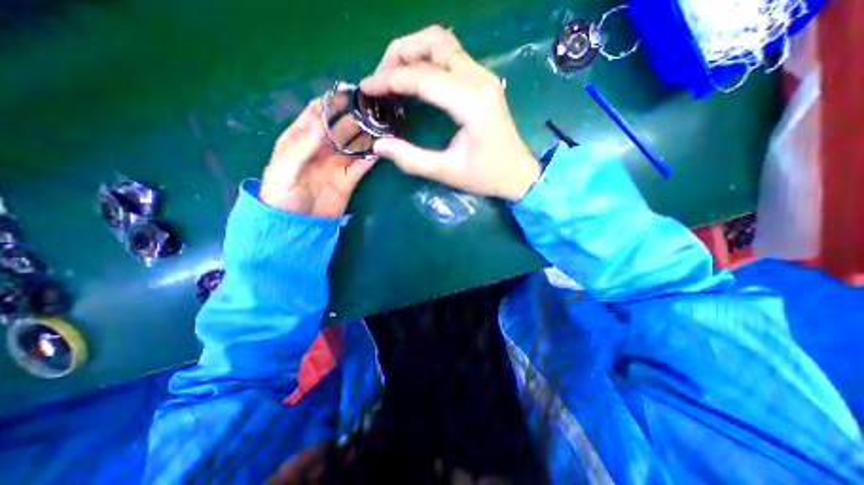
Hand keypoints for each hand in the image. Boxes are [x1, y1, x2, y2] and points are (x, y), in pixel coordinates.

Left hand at [257, 97, 377, 215]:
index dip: (331, 102)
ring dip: (367, 136)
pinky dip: (372, 157)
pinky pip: (362, 165)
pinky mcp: (349, 179)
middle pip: (341, 127)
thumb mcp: (284, 167)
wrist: (297, 226)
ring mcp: (337, 164)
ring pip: (354, 145)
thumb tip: (322, 118)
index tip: (349, 92)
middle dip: (355, 118)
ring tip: (382, 127)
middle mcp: (321, 148)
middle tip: (374, 111)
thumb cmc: (282, 195)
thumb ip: (302, 144)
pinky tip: (382, 149)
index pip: (317, 114)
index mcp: (300, 140)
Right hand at [359, 26, 537, 200]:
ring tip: (393, 74)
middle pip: (433, 43)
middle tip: (380, 78)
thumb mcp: (446, 172)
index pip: (422, 77)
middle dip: (399, 54)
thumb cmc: (486, 176)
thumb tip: (378, 146)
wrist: (519, 174)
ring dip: (414, 50)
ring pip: (443, 43)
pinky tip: (415, 77)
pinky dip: (428, 59)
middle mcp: (479, 80)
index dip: (389, 79)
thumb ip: (411, 159)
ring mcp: (484, 77)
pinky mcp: (484, 81)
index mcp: (471, 102)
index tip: (366, 87)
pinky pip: (452, 57)